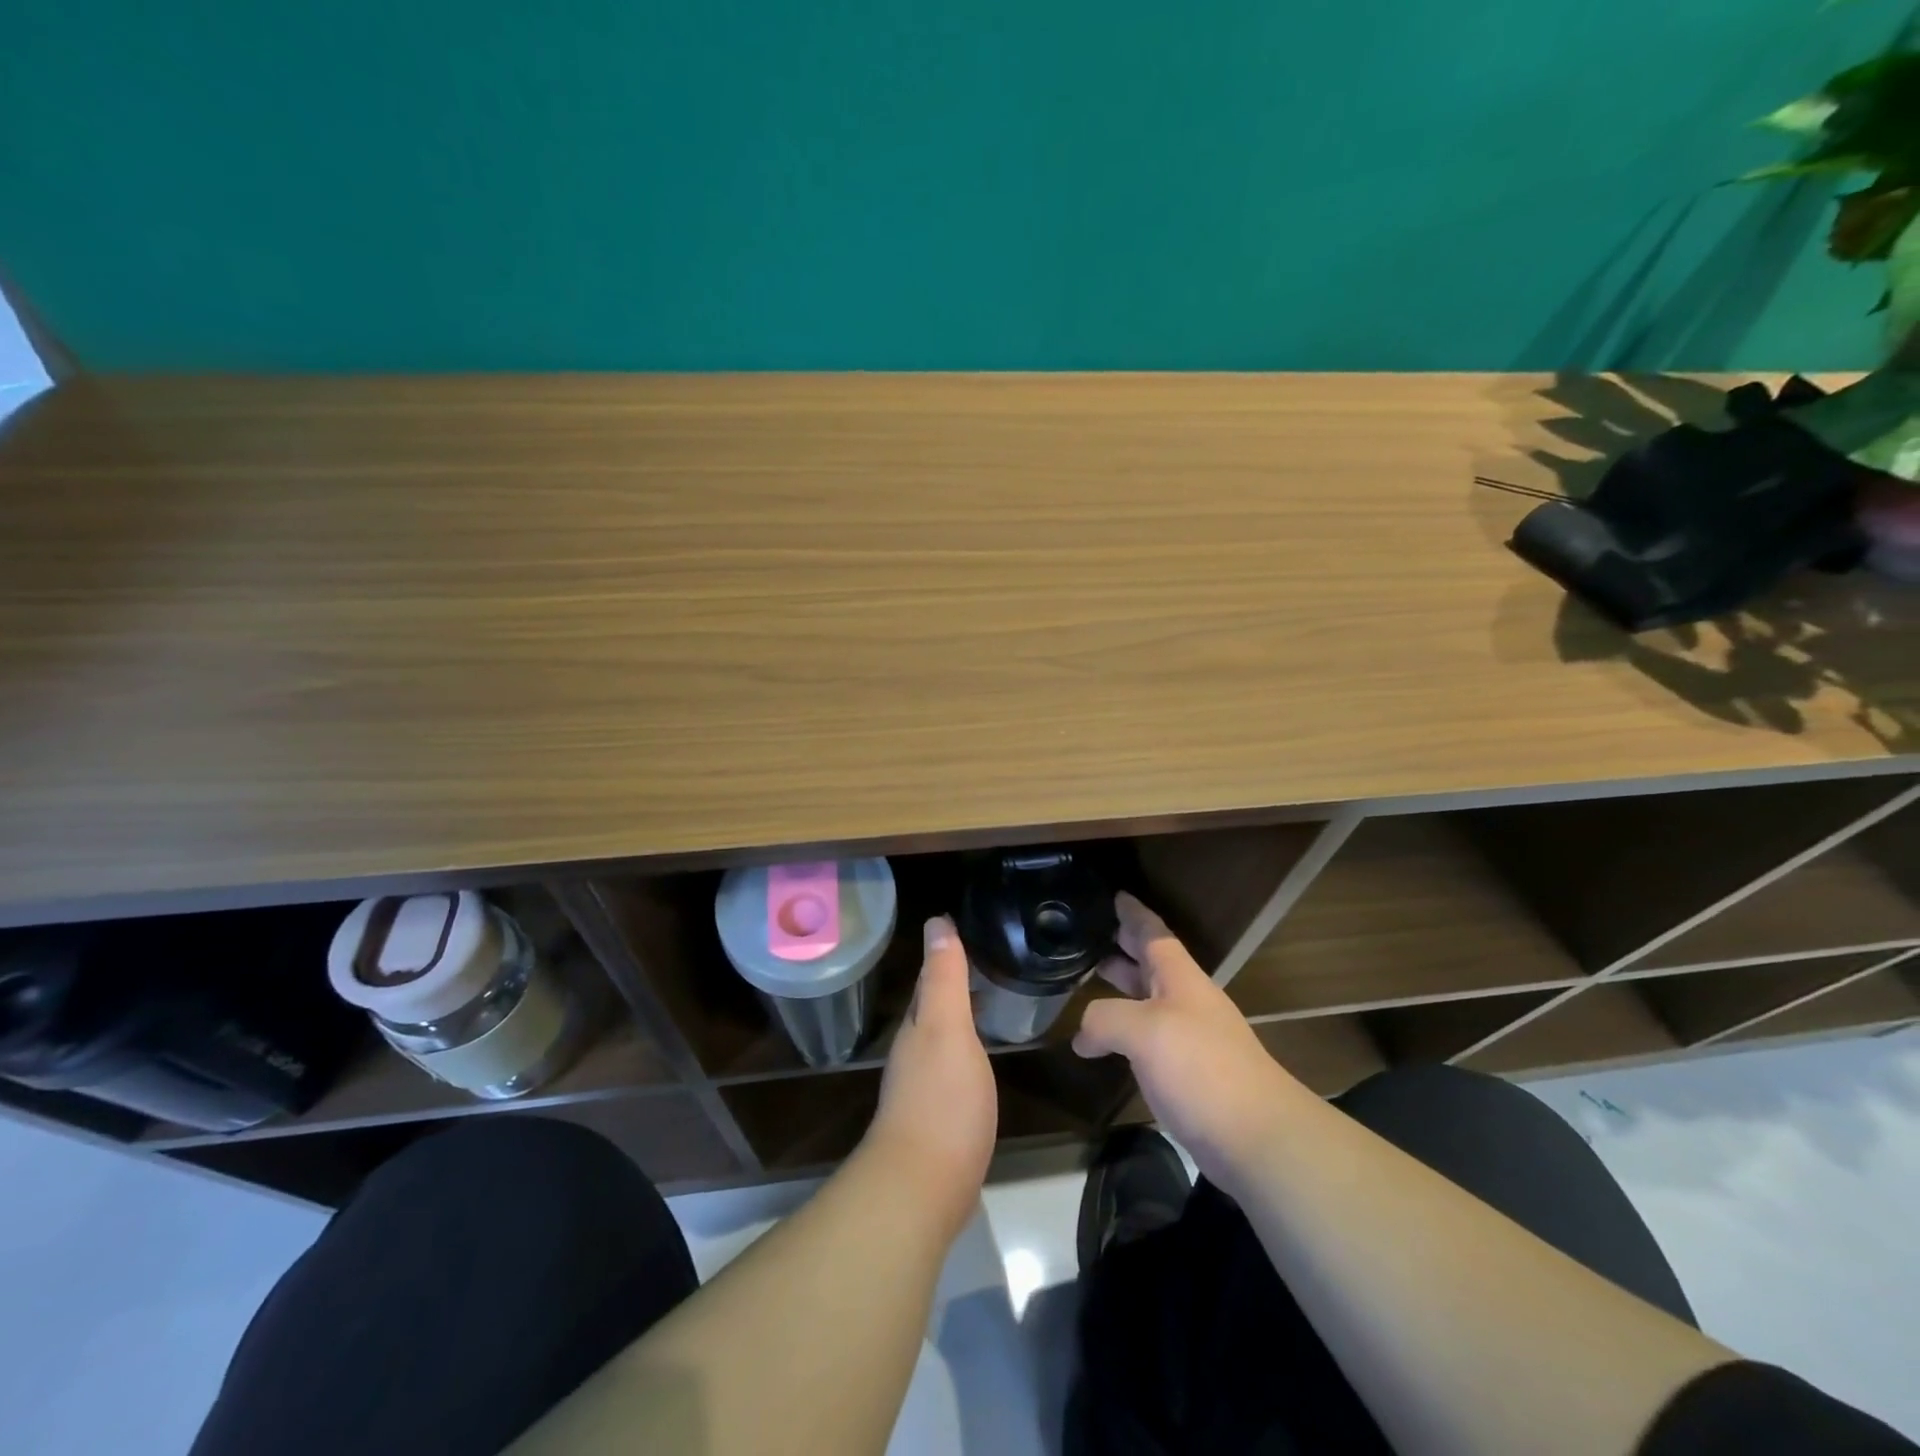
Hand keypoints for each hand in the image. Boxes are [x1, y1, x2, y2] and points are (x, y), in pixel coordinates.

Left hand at [864, 916, 997, 1240]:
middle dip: (954, 984)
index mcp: (917, 1027)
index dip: (946, 954)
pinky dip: (967, 1051)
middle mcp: (914, 1051)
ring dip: (960, 1017)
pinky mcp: (940, 1117)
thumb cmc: (941, 1100)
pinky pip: (953, 1067)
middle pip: (934, 1007)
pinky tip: (982, 1057)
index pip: (929, 979)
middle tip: (989, 961)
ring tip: (990, 1001)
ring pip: (943, 1037)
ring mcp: (924, 1087)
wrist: (925, 1187)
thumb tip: (936, 922)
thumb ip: (944, 979)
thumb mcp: (948, 1029)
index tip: (969, 930)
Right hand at [1073, 892, 1305, 1189]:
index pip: (1153, 933)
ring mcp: (1190, 1038)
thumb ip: (1105, 1019)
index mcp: (1180, 978)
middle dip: (1123, 947)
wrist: (1257, 1137)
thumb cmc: (1202, 1068)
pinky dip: (1124, 1030)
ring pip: (1148, 1000)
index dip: (1133, 913)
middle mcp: (1186, 1001)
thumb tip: (1083, 1036)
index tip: (1115, 895)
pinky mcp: (1188, 1074)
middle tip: (1091, 936)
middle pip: (1151, 964)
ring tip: (1089, 979)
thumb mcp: (1143, 1031)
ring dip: (1122, 987)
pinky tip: (1104, 1044)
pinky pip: (1149, 1037)